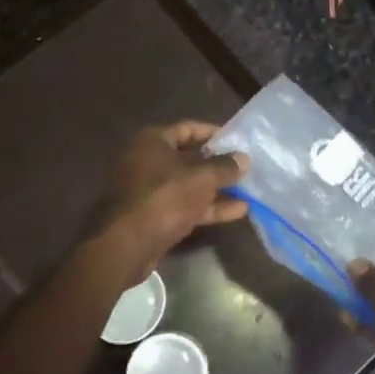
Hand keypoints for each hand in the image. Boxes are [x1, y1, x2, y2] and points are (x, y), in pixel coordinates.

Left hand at [91, 121, 249, 279]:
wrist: (126, 245)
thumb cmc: (164, 198)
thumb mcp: (201, 178)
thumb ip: (225, 167)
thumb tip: (244, 158)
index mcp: (153, 141)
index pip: (188, 128)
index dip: (214, 133)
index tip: (237, 141)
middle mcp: (147, 160)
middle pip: (189, 157)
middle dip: (218, 165)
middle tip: (245, 168)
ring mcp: (148, 190)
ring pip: (188, 184)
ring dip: (216, 189)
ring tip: (248, 192)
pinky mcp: (152, 215)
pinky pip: (184, 205)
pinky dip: (207, 207)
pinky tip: (237, 212)